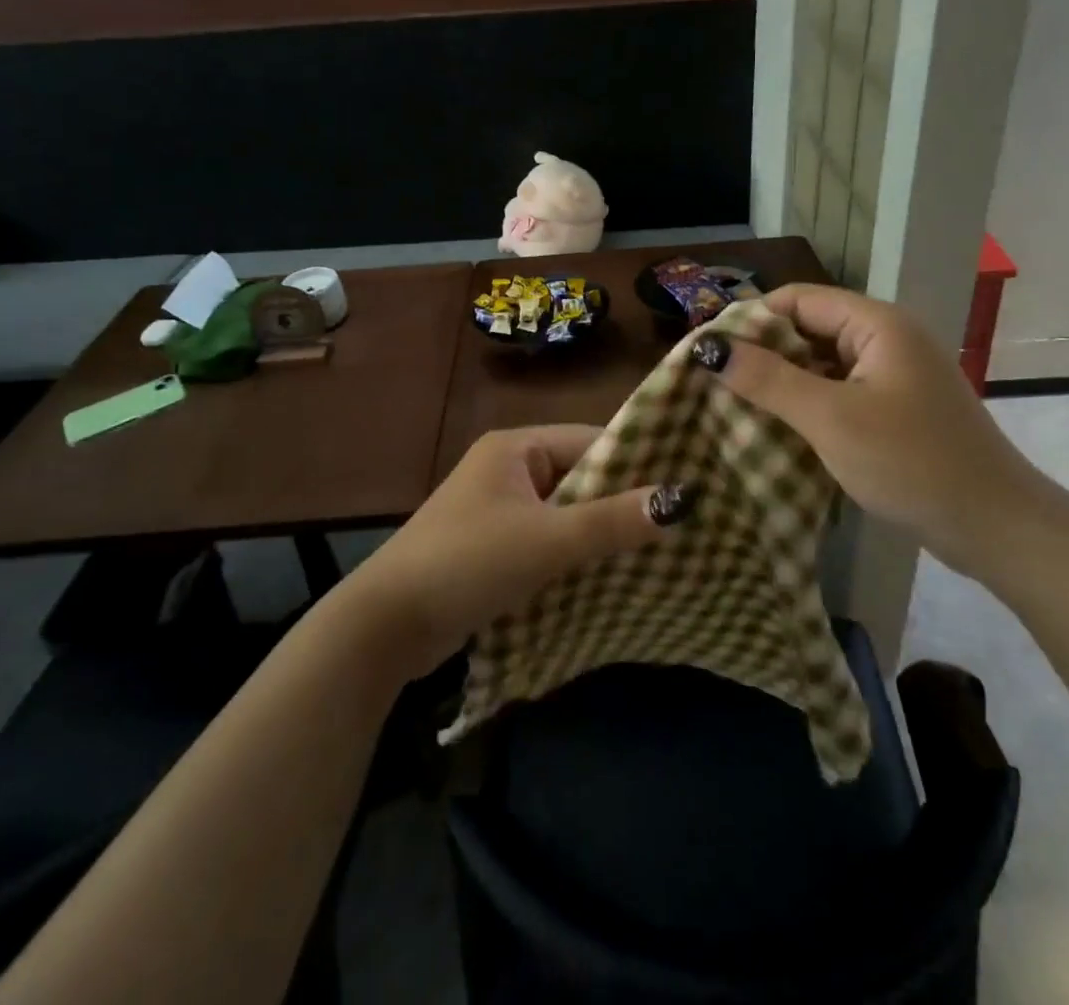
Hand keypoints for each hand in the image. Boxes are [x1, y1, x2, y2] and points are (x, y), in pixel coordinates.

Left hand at [342, 426, 675, 679]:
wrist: (385, 626)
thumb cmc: (468, 562)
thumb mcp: (547, 540)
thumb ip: (612, 521)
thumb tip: (681, 499)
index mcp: (515, 448)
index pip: (590, 441)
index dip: (635, 462)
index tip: (683, 486)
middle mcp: (507, 469)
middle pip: (580, 477)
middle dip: (620, 503)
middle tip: (679, 525)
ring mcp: (498, 509)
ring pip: (566, 513)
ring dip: (599, 533)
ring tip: (658, 551)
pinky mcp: (493, 547)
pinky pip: (547, 541)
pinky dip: (574, 555)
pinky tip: (611, 576)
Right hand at [694, 285, 1045, 577]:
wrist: (996, 527)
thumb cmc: (911, 462)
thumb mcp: (830, 419)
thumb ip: (768, 380)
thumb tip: (708, 347)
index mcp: (876, 324)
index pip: (798, 299)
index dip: (751, 319)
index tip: (709, 352)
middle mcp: (886, 338)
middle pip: (808, 329)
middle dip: (763, 353)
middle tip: (715, 384)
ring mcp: (894, 375)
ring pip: (822, 364)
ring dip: (783, 382)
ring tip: (736, 407)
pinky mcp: (896, 408)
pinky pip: (840, 392)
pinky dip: (808, 404)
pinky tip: (778, 430)